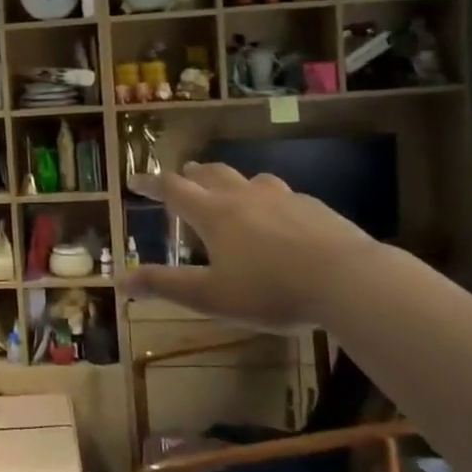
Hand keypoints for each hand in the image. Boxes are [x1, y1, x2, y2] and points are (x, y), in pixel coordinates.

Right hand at [120, 163, 381, 327]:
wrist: (348, 280)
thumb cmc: (271, 291)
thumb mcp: (211, 297)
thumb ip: (166, 286)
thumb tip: (122, 281)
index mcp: (214, 215)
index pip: (173, 190)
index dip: (151, 184)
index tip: (134, 179)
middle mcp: (244, 197)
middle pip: (211, 174)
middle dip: (191, 174)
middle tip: (182, 176)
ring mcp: (283, 198)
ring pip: (249, 179)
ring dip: (231, 181)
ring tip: (230, 190)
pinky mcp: (314, 208)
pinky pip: (283, 195)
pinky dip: (268, 199)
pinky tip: (279, 217)